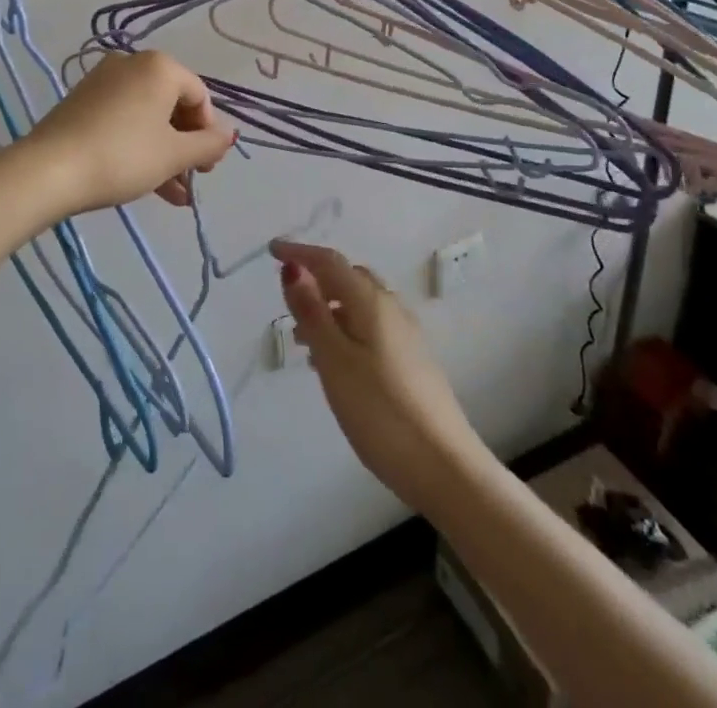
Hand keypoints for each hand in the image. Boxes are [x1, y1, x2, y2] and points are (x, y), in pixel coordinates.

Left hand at [25, 52, 236, 214]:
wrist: (49, 170)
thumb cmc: (123, 156)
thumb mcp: (174, 155)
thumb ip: (208, 144)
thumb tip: (227, 135)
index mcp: (160, 66)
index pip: (199, 97)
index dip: (209, 133)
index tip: (207, 167)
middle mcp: (132, 64)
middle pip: (173, 106)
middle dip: (186, 147)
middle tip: (192, 180)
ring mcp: (103, 82)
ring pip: (147, 118)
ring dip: (165, 154)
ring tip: (175, 195)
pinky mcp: (83, 102)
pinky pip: (124, 120)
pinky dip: (139, 147)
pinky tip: (149, 185)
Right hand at [272, 240, 485, 512]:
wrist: (445, 467)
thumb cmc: (380, 410)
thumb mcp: (334, 360)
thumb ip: (311, 311)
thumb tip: (292, 266)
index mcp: (371, 301)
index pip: (330, 262)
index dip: (300, 252)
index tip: (271, 250)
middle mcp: (391, 308)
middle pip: (348, 278)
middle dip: (316, 278)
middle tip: (287, 296)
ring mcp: (406, 335)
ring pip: (359, 305)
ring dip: (329, 307)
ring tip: (302, 337)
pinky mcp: (412, 361)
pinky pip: (370, 327)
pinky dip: (345, 329)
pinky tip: (334, 362)